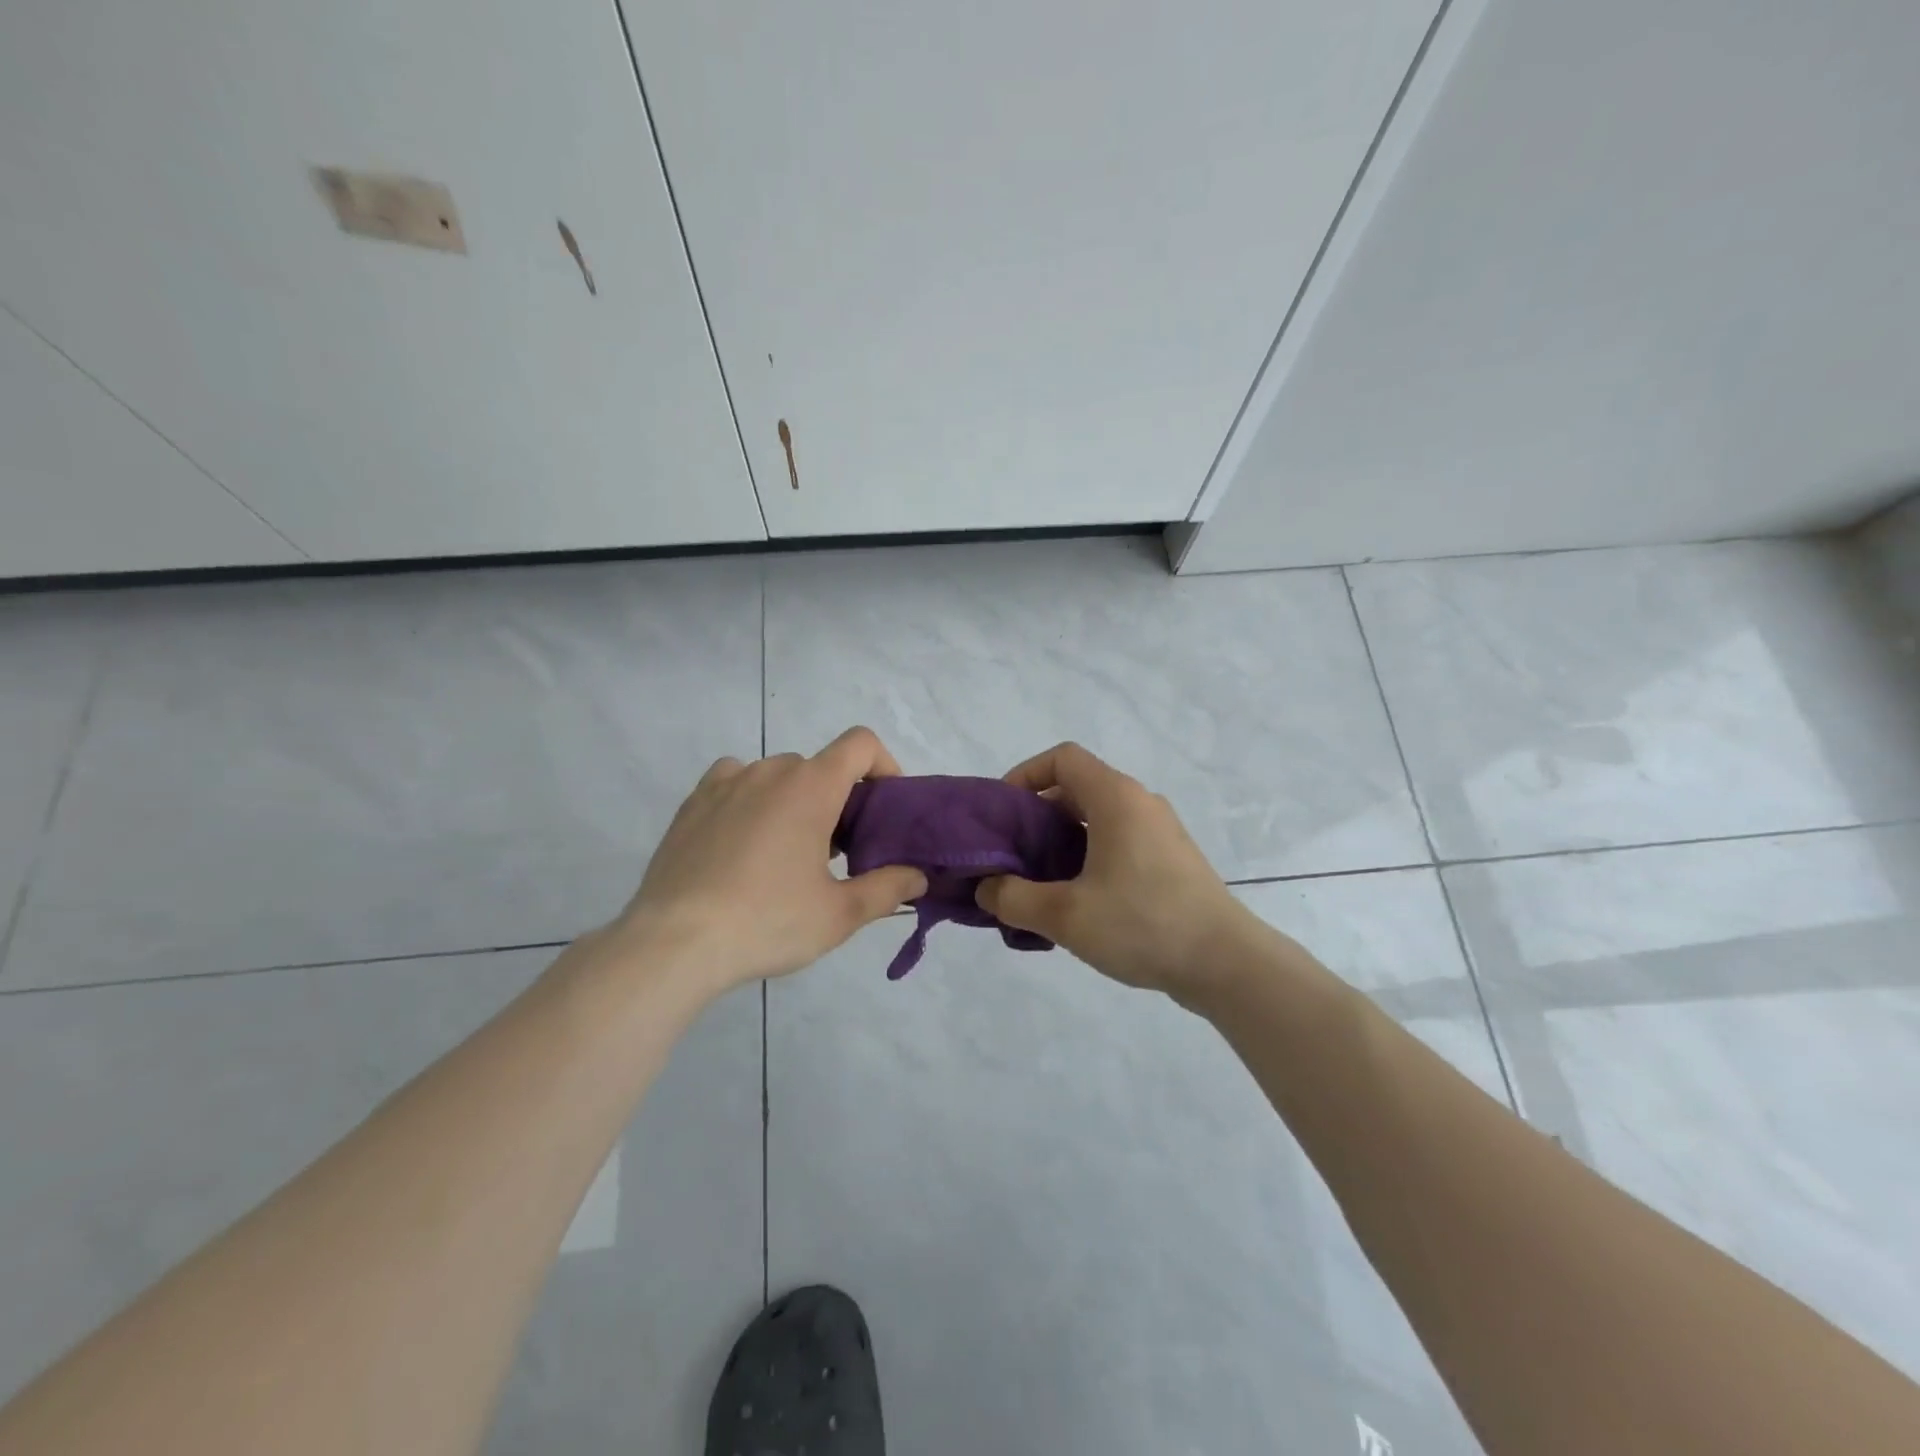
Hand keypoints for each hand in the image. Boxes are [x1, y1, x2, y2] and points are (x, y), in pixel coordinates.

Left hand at [615, 727, 927, 992]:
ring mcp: (725, 783)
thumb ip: (887, 889)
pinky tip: (744, 841)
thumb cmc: (767, 922)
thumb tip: (918, 878)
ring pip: (776, 776)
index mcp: (811, 787)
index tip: (884, 807)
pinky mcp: (692, 803)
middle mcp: (769, 771)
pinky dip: (751, 799)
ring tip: (786, 851)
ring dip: (793, 800)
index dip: (883, 765)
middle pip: (819, 767)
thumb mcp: (839, 915)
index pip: (860, 744)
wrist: (674, 943)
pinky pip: (734, 782)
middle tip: (838, 850)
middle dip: (837, 798)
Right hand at [975, 742, 1251, 997]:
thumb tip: (987, 889)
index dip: (1025, 775)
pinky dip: (1089, 857)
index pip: (1062, 758)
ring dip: (1062, 841)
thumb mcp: (1065, 916)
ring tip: (1039, 883)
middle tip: (1012, 854)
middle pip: (1077, 788)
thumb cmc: (1143, 924)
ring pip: (1098, 819)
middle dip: (1037, 816)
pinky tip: (1078, 902)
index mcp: (1116, 798)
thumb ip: (1014, 898)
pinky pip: (1119, 842)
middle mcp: (1140, 803)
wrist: (1226, 963)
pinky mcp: (1171, 860)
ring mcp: (1160, 831)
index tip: (1004, 814)